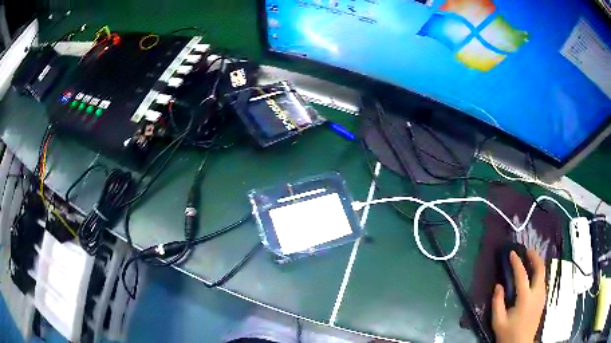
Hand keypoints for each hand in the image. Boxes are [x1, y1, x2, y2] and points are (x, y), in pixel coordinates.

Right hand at [492, 249, 545, 342]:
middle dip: (535, 257)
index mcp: (525, 298)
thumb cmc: (508, 334)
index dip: (517, 262)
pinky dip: (538, 273)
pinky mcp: (543, 300)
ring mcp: (542, 296)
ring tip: (529, 260)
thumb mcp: (498, 321)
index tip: (512, 253)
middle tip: (527, 251)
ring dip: (537, 264)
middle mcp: (537, 293)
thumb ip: (497, 303)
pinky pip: (542, 281)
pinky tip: (532, 276)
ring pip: (543, 274)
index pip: (522, 275)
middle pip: (540, 269)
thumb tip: (498, 285)